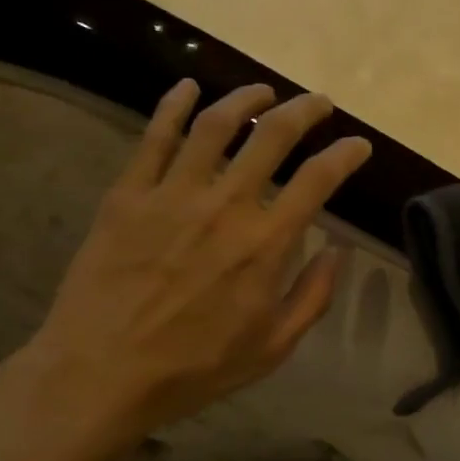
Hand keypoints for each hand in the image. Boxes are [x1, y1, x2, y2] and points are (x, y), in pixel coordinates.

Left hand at [0, 81, 370, 460]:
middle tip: (319, 103)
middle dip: (305, 111)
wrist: (101, 373)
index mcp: (265, 244)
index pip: (318, 180)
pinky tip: (188, 87)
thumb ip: (313, 296)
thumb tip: (338, 252)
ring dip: (245, 99)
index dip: (345, 154)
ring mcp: (172, 194)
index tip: (358, 144)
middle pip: (273, 136)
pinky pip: (153, 136)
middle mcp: (225, 205)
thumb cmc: (195, 367)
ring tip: (263, 91)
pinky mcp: (128, 195)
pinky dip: (173, 105)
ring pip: (215, 125)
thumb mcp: (273, 347)